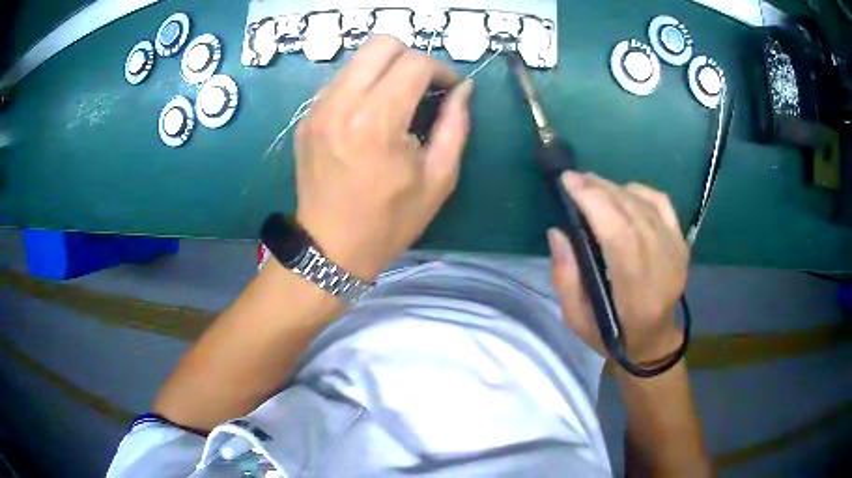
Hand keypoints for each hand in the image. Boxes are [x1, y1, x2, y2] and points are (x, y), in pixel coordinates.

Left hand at [294, 36, 472, 280]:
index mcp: (377, 122)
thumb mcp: (438, 179)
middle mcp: (341, 104)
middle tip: (424, 86)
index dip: (441, 70)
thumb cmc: (389, 221)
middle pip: (381, 44)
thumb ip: (455, 126)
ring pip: (357, 58)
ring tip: (398, 98)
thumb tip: (463, 90)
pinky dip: (363, 83)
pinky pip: (340, 80)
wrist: (330, 248)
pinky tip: (371, 110)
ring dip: (385, 68)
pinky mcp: (307, 117)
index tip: (451, 89)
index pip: (414, 63)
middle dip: (411, 57)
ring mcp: (318, 109)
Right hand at [548, 172, 687, 363]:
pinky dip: (639, 191)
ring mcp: (676, 252)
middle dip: (600, 190)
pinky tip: (622, 192)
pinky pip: (661, 203)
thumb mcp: (577, 319)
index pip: (620, 236)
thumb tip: (558, 232)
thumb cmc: (612, 334)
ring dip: (615, 188)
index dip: (595, 203)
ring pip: (645, 205)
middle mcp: (662, 268)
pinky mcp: (681, 243)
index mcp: (636, 294)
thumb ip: (566, 277)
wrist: (654, 339)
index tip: (569, 183)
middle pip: (632, 215)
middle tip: (575, 179)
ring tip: (591, 184)